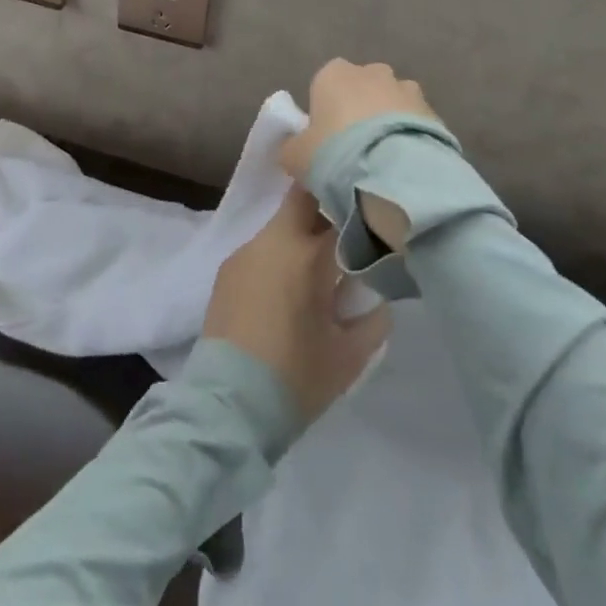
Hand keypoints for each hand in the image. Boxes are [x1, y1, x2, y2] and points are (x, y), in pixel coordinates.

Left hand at [201, 187, 390, 425]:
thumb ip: (373, 320)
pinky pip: (261, 250)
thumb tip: (378, 298)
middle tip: (346, 232)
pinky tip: (286, 290)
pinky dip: (279, 258)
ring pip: (281, 226)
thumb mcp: (349, 356)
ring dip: (301, 237)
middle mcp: (273, 241)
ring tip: (318, 272)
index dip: (359, 210)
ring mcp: (245, 253)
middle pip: (302, 200)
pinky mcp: (227, 271)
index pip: (340, 209)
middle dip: (325, 205)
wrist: (228, 405)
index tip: (374, 220)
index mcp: (307, 254)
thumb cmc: (296, 377)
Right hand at [279, 61, 439, 252]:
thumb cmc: (334, 154)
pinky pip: (415, 123)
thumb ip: (291, 147)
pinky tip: (405, 167)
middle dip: (360, 112)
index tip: (325, 140)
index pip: (325, 84)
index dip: (325, 111)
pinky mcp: (434, 112)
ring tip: (384, 162)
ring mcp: (407, 89)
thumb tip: (293, 147)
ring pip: (392, 104)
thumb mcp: (295, 157)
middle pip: (362, 89)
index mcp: (334, 73)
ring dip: (388, 124)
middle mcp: (372, 72)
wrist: (394, 172)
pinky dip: (410, 138)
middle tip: (354, 151)